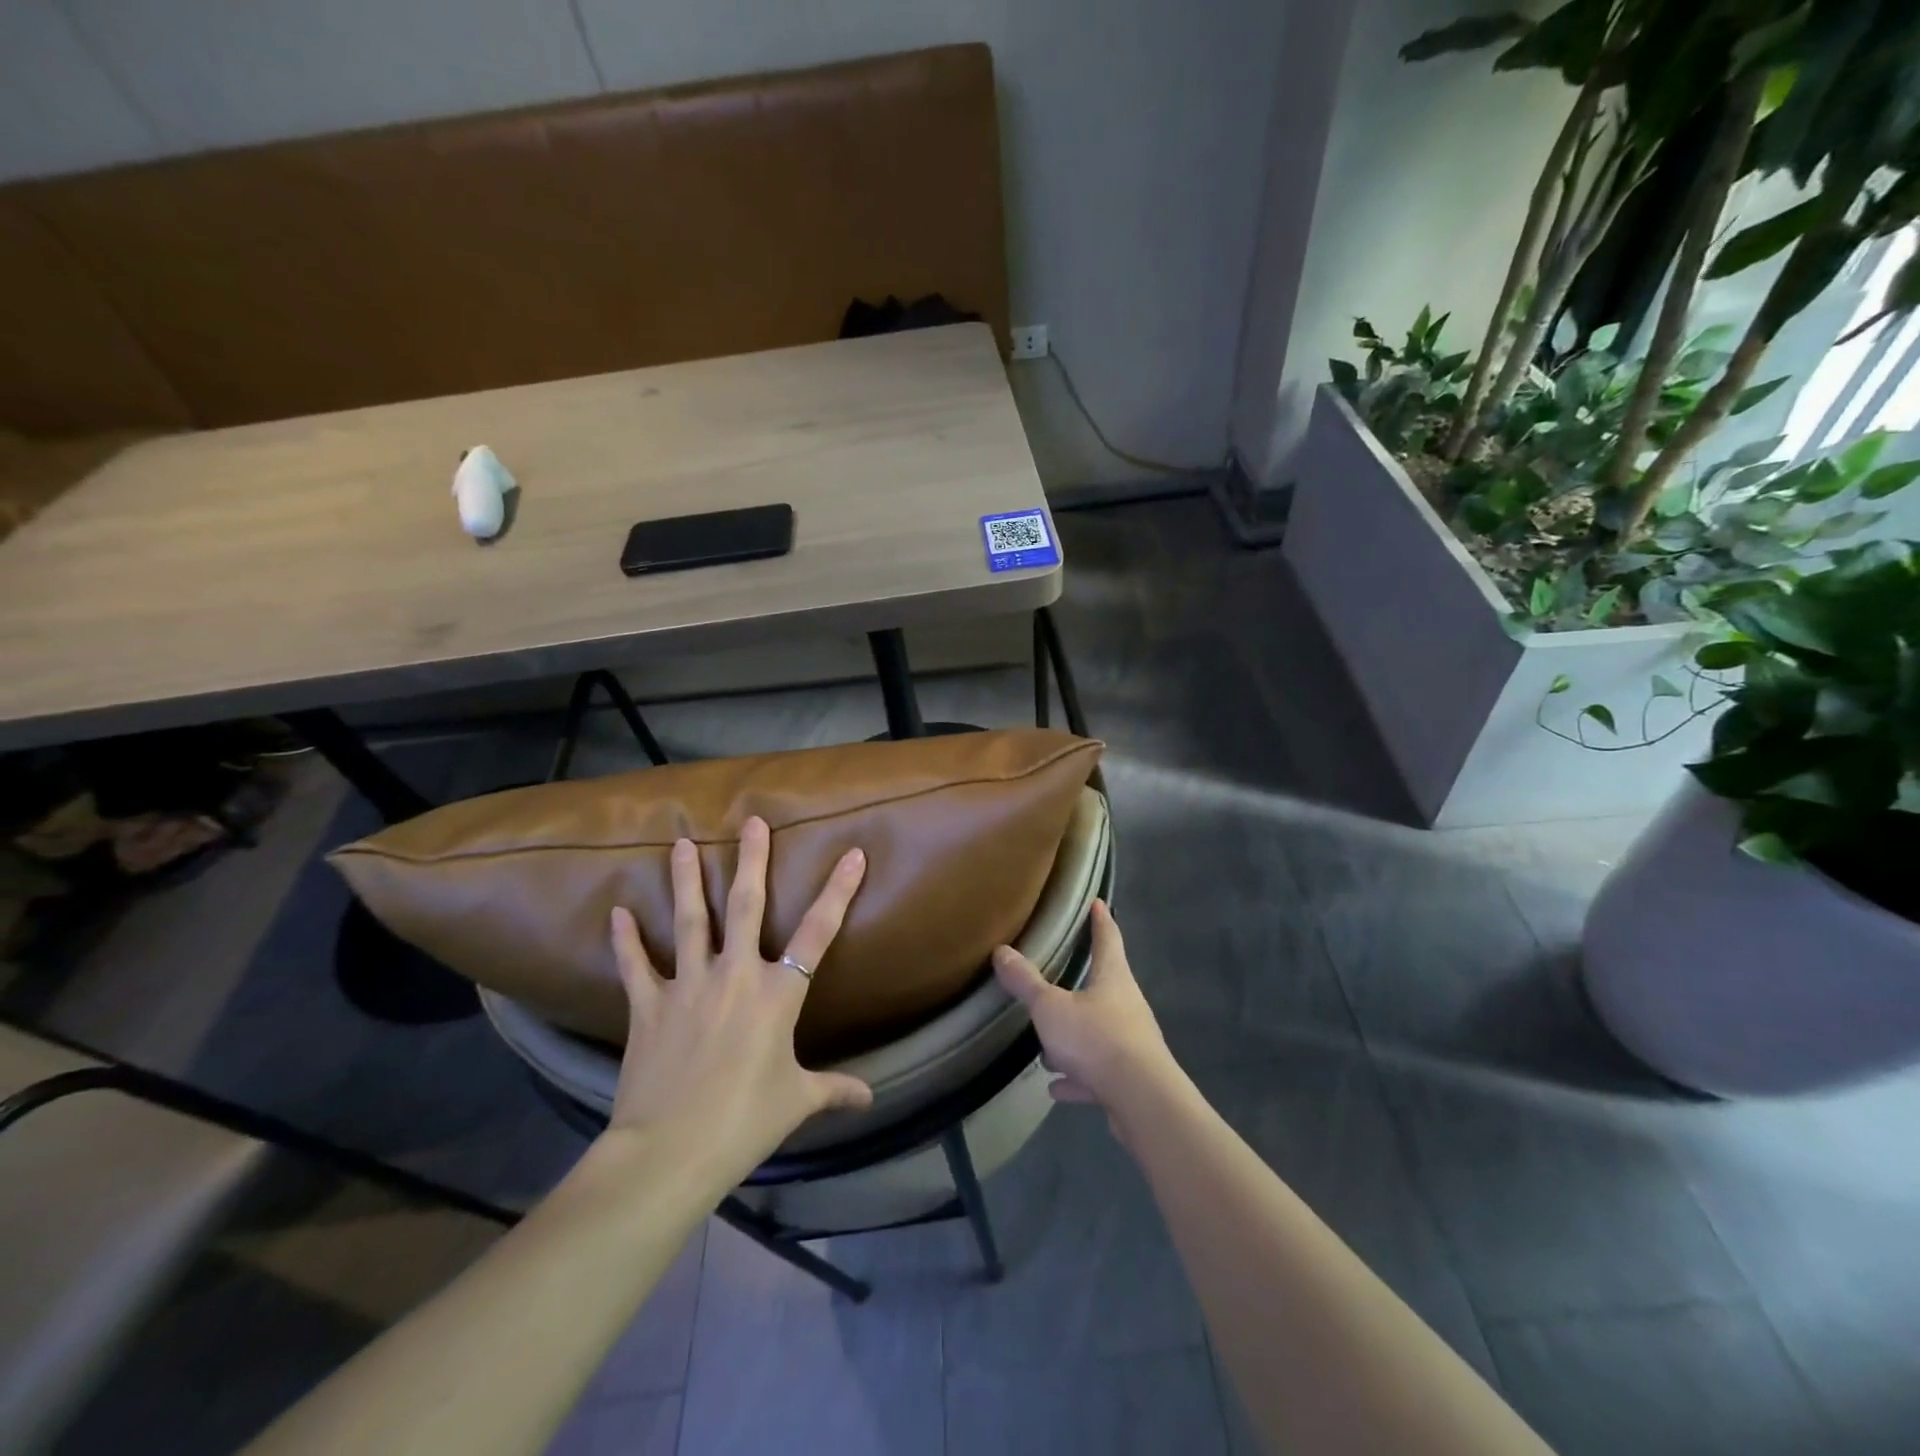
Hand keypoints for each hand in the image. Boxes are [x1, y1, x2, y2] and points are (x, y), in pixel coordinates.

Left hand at [604, 817, 872, 1180]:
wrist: (670, 1152)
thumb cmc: (744, 1122)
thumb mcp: (797, 1101)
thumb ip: (834, 1090)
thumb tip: (870, 1098)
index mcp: (778, 995)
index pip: (818, 933)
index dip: (838, 891)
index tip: (853, 854)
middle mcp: (735, 975)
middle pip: (747, 906)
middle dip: (752, 861)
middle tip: (751, 821)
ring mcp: (688, 985)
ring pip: (690, 920)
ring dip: (686, 879)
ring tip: (680, 843)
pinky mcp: (648, 1006)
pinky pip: (635, 965)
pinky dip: (625, 940)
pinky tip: (616, 912)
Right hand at [992, 900, 1177, 1115]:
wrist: (1142, 1101)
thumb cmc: (1096, 1040)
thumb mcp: (1051, 1008)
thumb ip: (1026, 982)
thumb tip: (1001, 951)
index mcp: (1113, 978)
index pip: (1108, 938)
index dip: (1100, 919)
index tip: (1098, 902)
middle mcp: (1127, 1006)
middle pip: (1105, 985)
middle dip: (1082, 983)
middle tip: (1060, 978)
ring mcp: (1131, 1044)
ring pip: (1098, 1033)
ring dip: (1074, 1039)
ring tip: (1048, 1048)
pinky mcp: (1129, 1080)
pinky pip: (1097, 1073)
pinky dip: (1078, 1078)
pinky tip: (1057, 1087)